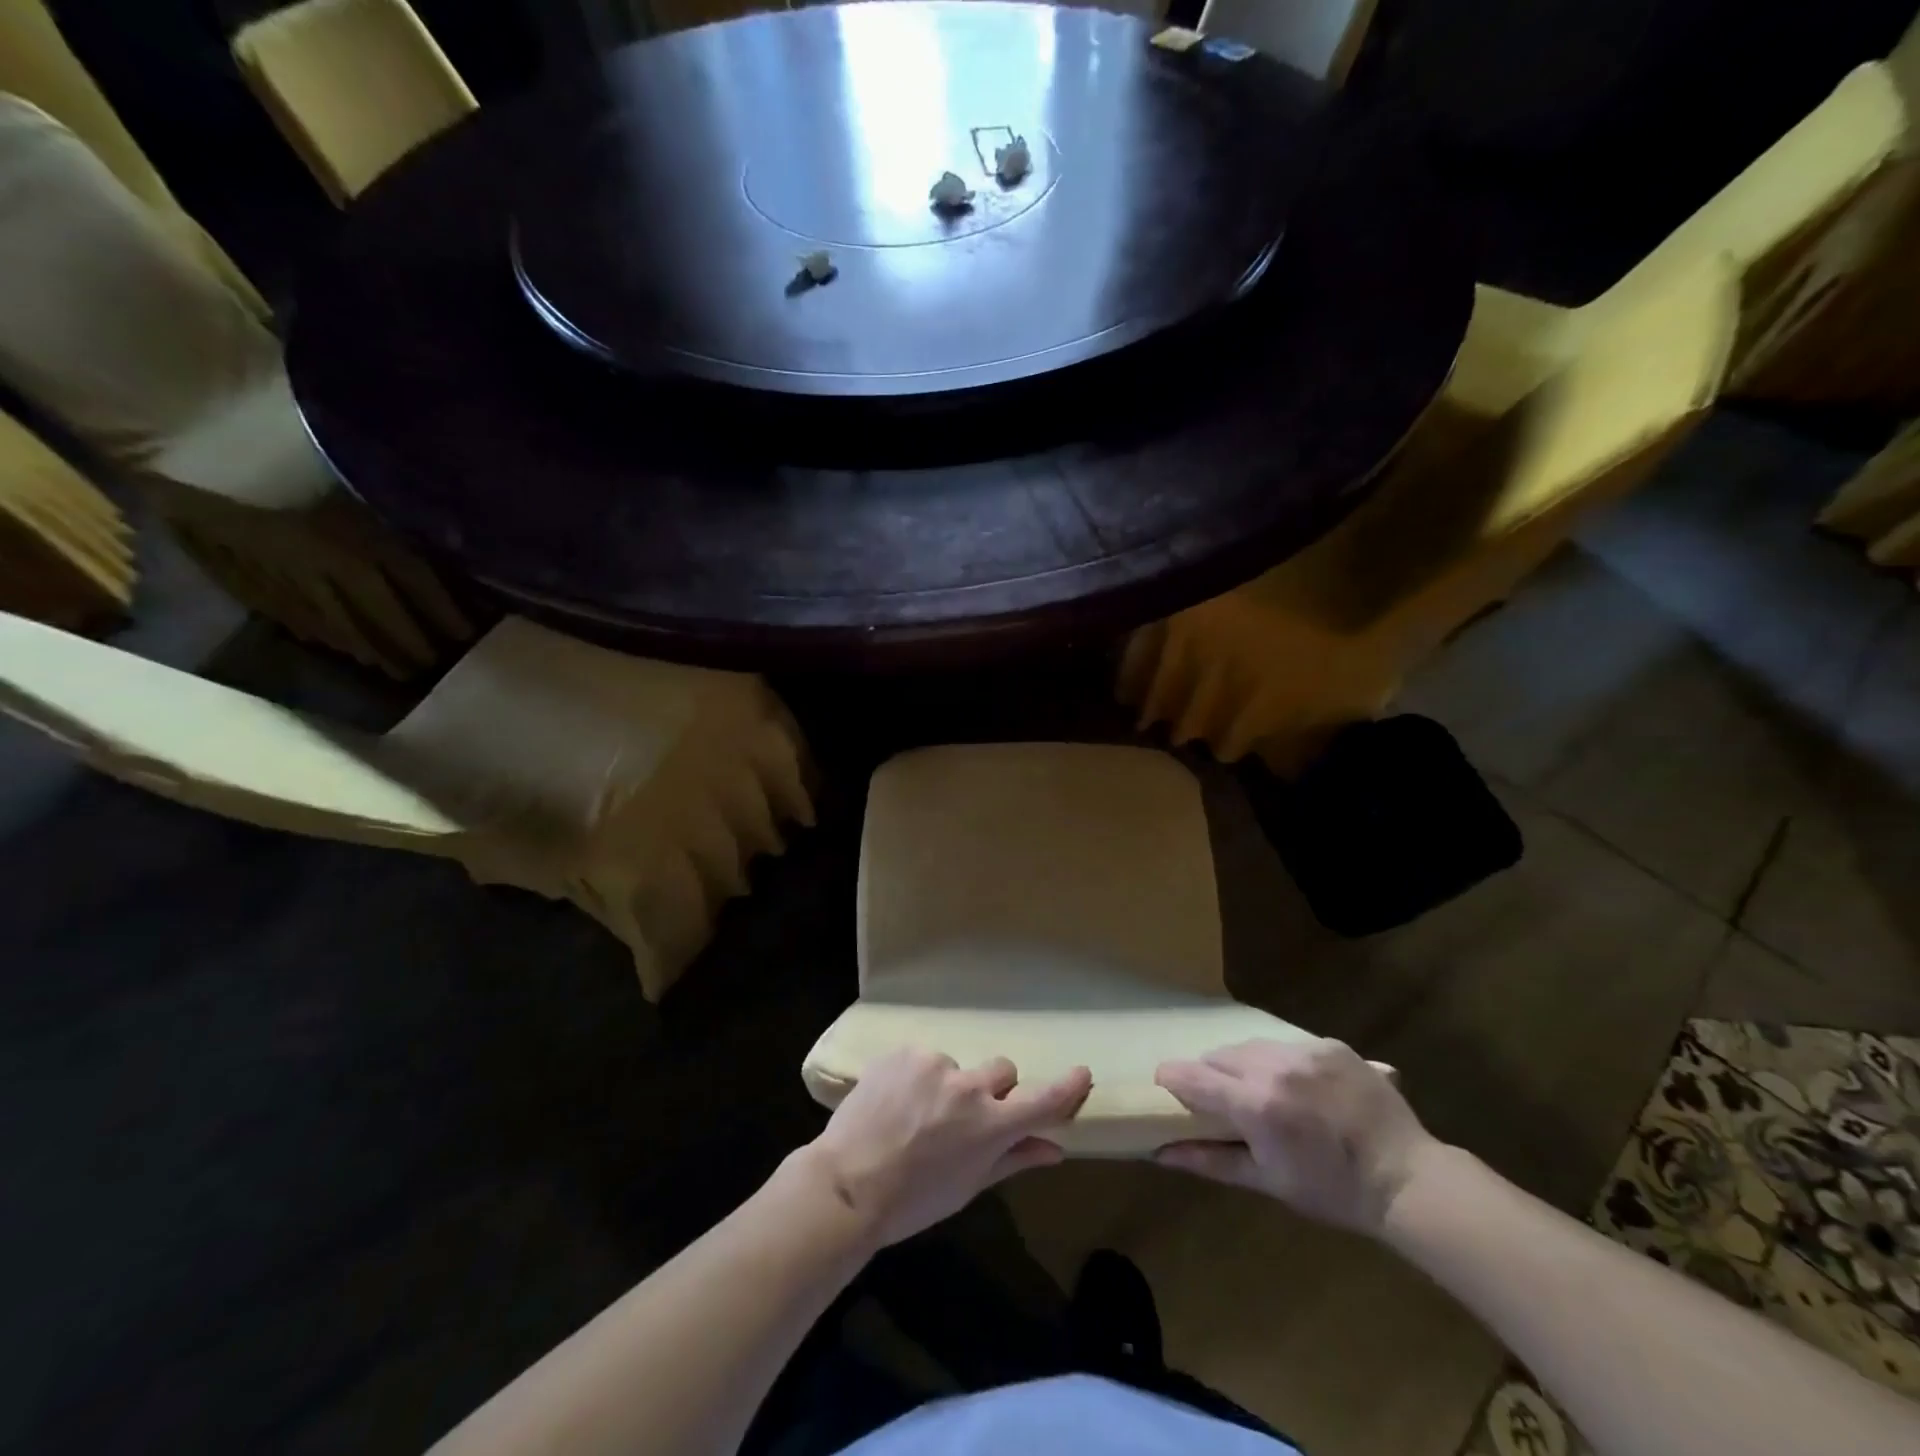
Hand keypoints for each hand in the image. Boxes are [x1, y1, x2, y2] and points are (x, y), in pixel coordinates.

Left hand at [799, 1049, 1091, 1249]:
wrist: (847, 1183)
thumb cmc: (913, 1200)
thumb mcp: (968, 1187)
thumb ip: (1014, 1159)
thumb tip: (1055, 1149)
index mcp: (990, 1125)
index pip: (1042, 1100)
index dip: (1066, 1087)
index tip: (1082, 1073)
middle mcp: (969, 1087)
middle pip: (1002, 1071)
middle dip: (993, 1090)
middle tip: (965, 1117)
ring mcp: (935, 1064)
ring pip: (958, 1067)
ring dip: (948, 1085)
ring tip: (916, 1115)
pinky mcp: (905, 1052)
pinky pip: (925, 1060)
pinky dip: (918, 1077)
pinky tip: (896, 1102)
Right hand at [1154, 1039, 1438, 1235]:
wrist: (1408, 1179)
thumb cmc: (1332, 1190)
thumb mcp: (1268, 1181)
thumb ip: (1210, 1160)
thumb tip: (1159, 1153)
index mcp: (1255, 1103)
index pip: (1192, 1076)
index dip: (1172, 1079)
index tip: (1167, 1087)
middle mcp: (1274, 1066)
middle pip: (1218, 1055)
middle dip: (1212, 1075)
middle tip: (1226, 1103)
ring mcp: (1304, 1051)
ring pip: (1251, 1045)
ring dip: (1245, 1064)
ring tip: (1264, 1092)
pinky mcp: (1330, 1044)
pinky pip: (1287, 1045)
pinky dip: (1282, 1062)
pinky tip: (1302, 1088)